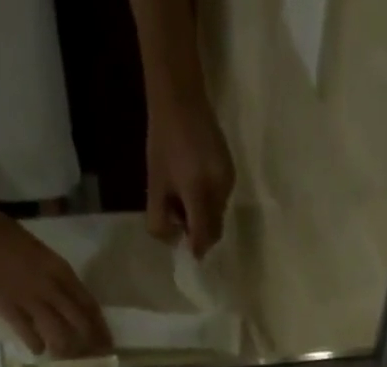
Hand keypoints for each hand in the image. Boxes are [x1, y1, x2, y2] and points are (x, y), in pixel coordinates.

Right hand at [0, 200, 111, 357]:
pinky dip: (38, 346)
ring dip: (65, 350)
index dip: (101, 329)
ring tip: (62, 354)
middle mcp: (51, 287)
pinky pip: (31, 338)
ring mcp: (30, 299)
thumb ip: (61, 281)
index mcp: (61, 271)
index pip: (90, 307)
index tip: (107, 344)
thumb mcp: (45, 256)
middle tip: (92, 358)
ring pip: (60, 336)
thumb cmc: (10, 238)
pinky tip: (37, 348)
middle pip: (81, 325)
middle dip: (90, 345)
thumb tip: (76, 309)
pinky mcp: (9, 309)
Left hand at [145, 94, 234, 257]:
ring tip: (186, 197)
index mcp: (198, 191)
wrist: (181, 97)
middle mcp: (218, 189)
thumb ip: (160, 220)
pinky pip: (221, 201)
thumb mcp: (153, 184)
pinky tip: (196, 184)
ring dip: (203, 219)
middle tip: (180, 219)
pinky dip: (209, 204)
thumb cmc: (162, 141)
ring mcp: (228, 182)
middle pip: (213, 231)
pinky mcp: (232, 174)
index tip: (186, 250)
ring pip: (218, 218)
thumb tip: (175, 242)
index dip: (194, 249)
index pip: (202, 237)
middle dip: (198, 234)